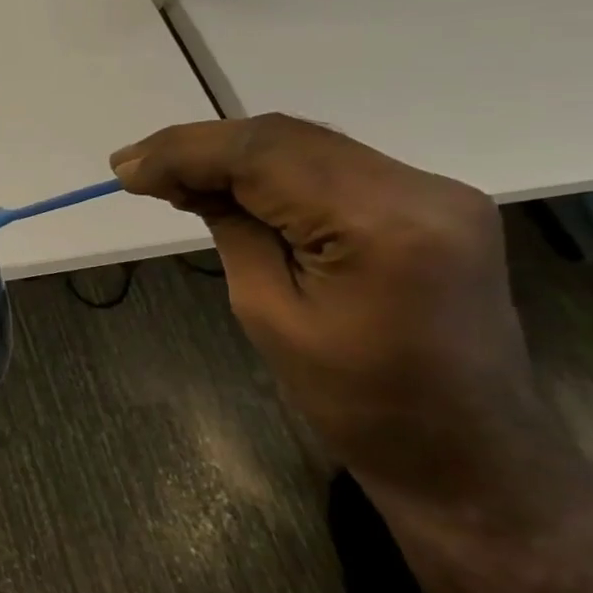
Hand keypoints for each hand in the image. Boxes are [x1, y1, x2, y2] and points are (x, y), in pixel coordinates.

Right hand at [113, 115, 584, 526]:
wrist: (467, 454)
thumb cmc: (358, 403)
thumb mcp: (269, 314)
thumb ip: (232, 230)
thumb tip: (184, 181)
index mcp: (382, 226)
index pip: (263, 156)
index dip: (184, 152)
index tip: (125, 169)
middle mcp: (419, 189)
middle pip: (285, 138)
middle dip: (201, 147)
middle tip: (136, 167)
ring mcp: (434, 191)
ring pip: (306, 144)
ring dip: (232, 154)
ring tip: (169, 175)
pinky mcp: (430, 202)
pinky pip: (332, 165)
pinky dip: (271, 169)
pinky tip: (229, 184)